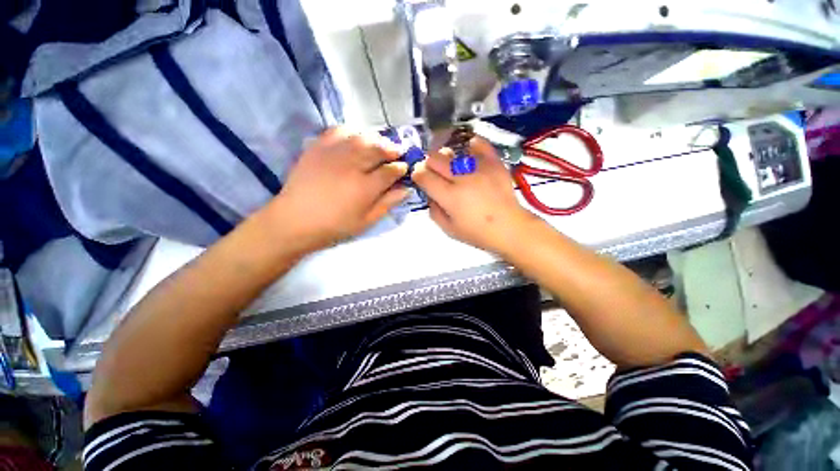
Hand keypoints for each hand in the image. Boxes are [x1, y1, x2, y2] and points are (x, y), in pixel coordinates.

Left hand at [265, 127, 408, 252]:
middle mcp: (351, 165)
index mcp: (365, 187)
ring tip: (380, 144)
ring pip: (361, 137)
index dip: (401, 168)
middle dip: (392, 149)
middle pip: (378, 149)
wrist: (295, 220)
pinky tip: (356, 139)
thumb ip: (387, 203)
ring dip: (375, 139)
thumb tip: (406, 189)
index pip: (390, 171)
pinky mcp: (317, 147)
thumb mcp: (366, 221)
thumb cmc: (335, 226)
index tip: (405, 168)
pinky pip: (338, 131)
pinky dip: (352, 132)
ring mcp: (333, 154)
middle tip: (397, 152)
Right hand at [412, 137, 537, 254]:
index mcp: (449, 196)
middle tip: (433, 173)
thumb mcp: (448, 229)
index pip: (423, 175)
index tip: (420, 178)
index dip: (417, 174)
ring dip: (445, 158)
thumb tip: (430, 194)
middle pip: (434, 158)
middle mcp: (461, 178)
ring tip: (451, 168)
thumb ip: (434, 211)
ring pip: (452, 151)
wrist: (509, 227)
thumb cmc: (477, 232)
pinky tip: (469, 154)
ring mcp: (478, 168)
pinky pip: (479, 144)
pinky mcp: (493, 163)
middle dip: (427, 164)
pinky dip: (470, 147)